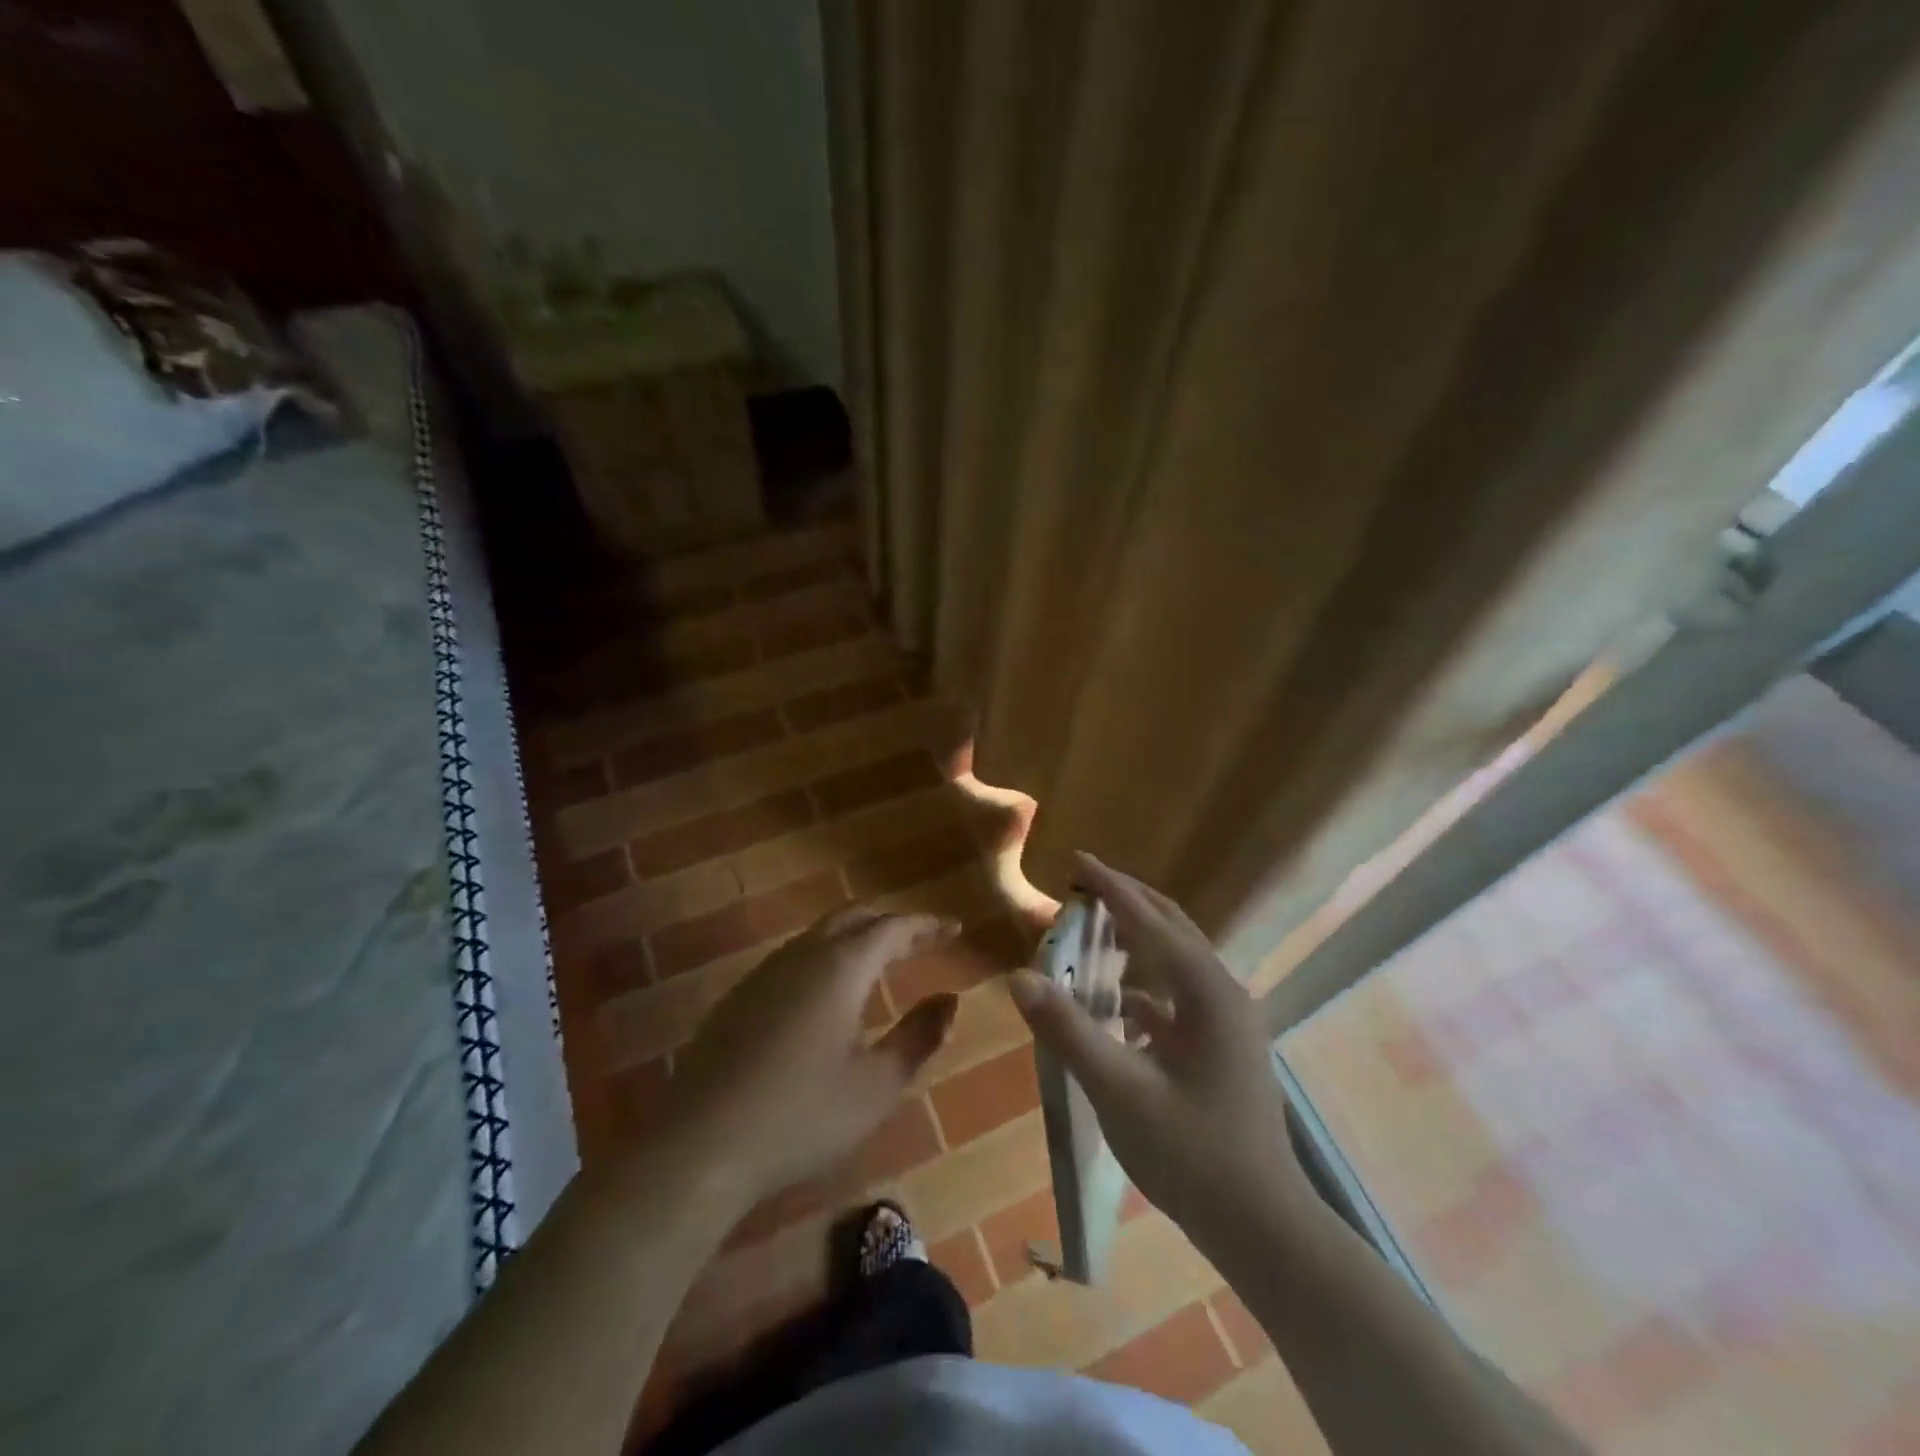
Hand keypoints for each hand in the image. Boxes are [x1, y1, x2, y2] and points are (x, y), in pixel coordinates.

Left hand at [662, 907, 959, 1206]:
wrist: (699, 1145)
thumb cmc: (801, 1116)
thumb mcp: (876, 1085)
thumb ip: (918, 1037)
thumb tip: (949, 1000)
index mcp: (841, 967)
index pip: (892, 928)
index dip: (926, 925)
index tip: (953, 928)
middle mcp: (802, 955)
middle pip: (853, 917)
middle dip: (890, 923)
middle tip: (921, 939)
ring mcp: (765, 973)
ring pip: (820, 934)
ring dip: (855, 937)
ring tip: (881, 960)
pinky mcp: (740, 996)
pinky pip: (795, 958)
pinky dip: (826, 958)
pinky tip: (829, 993)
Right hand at [1010, 853, 1307, 1250]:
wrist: (1263, 1227)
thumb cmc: (1192, 1154)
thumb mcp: (1120, 1091)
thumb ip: (1069, 1030)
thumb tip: (1019, 976)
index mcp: (1207, 991)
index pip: (1151, 920)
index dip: (1111, 888)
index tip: (1077, 859)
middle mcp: (1223, 993)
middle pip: (1172, 927)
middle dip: (1128, 901)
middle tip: (1083, 885)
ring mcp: (1229, 1021)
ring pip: (1178, 960)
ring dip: (1139, 938)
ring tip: (1095, 931)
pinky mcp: (1224, 1047)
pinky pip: (1180, 996)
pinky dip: (1146, 984)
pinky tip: (1120, 1002)